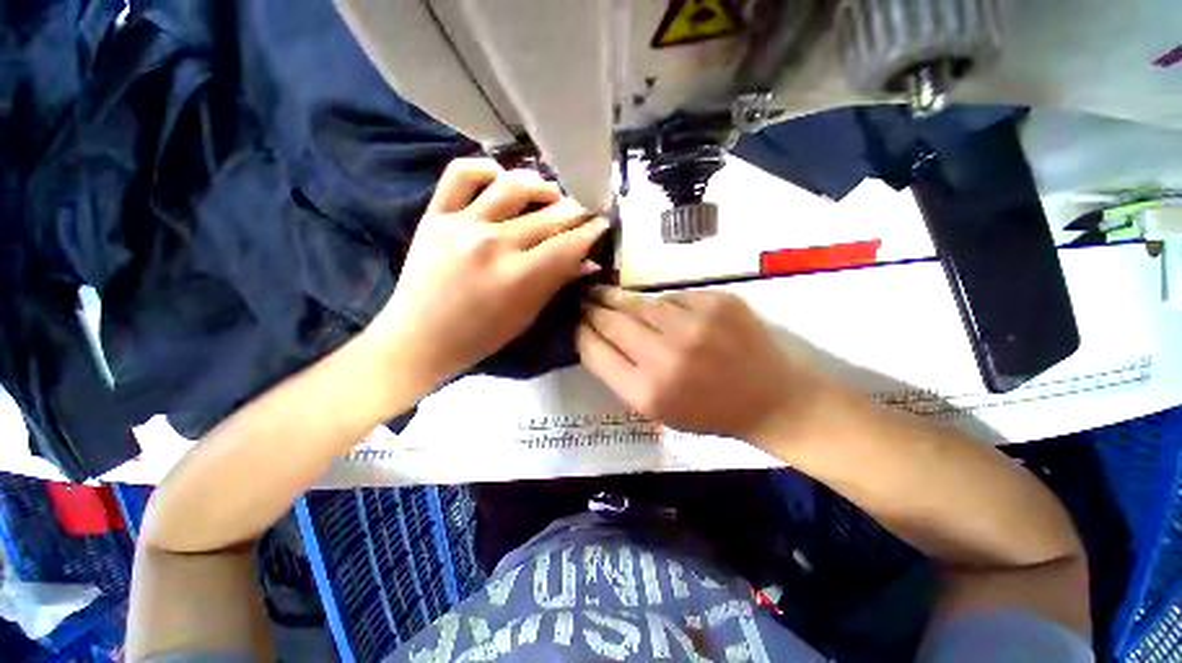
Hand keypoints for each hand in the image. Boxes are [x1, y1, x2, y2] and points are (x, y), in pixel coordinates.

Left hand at [367, 158, 608, 390]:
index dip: (591, 232)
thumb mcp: (526, 315)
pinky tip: (502, 180)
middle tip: (585, 210)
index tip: (603, 223)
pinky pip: (462, 174)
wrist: (419, 338)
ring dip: (541, 185)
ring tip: (551, 194)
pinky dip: (486, 169)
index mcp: (518, 277)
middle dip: (575, 211)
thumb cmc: (480, 336)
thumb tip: (589, 262)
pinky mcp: (436, 214)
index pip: (567, 245)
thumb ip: (557, 282)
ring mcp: (462, 224)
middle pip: (548, 216)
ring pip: (512, 186)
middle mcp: (493, 243)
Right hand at [577, 287, 827, 444]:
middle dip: (592, 307)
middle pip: (612, 320)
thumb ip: (621, 375)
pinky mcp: (717, 302)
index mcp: (647, 392)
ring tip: (608, 294)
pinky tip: (662, 311)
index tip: (575, 321)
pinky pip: (673, 297)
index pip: (594, 350)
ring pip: (640, 303)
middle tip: (583, 298)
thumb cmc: (709, 412)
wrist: (771, 398)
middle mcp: (666, 356)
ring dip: (620, 299)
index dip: (580, 332)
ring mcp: (694, 324)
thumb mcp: (657, 410)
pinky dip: (663, 303)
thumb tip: (594, 336)